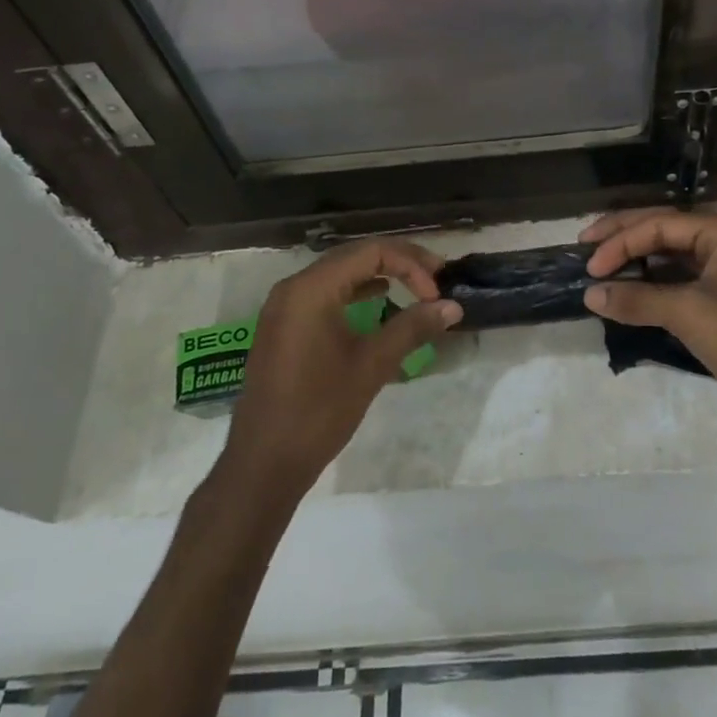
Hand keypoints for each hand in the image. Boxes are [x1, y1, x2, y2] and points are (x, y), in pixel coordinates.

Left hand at [223, 238, 461, 495]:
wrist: (263, 464)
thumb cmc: (319, 411)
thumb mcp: (372, 365)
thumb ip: (412, 328)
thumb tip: (452, 306)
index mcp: (312, 288)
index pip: (371, 252)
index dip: (411, 265)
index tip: (436, 293)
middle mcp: (294, 287)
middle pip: (354, 256)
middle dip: (399, 263)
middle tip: (435, 277)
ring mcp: (284, 306)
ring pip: (340, 273)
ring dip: (379, 274)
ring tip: (415, 286)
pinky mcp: (283, 326)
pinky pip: (325, 293)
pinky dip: (355, 291)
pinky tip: (379, 300)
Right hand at [580, 208, 716, 439]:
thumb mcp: (687, 313)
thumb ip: (636, 299)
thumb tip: (590, 295)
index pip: (661, 224)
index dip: (621, 241)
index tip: (591, 267)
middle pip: (664, 230)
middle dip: (623, 237)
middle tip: (585, 244)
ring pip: (670, 255)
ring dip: (636, 260)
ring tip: (601, 267)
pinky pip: (679, 280)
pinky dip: (652, 284)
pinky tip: (629, 292)